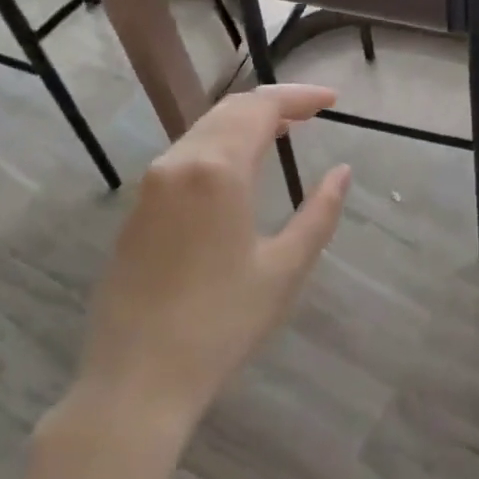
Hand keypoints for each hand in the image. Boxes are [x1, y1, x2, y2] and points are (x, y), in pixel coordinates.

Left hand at [70, 84, 350, 430]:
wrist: (136, 380)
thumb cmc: (222, 324)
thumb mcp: (285, 268)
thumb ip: (320, 213)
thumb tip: (342, 172)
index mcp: (217, 171)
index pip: (261, 109)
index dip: (300, 97)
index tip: (333, 100)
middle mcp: (177, 163)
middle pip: (229, 110)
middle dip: (274, 104)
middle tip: (313, 112)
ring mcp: (150, 186)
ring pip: (203, 130)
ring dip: (245, 123)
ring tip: (284, 133)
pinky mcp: (137, 210)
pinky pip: (184, 156)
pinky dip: (219, 145)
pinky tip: (239, 168)